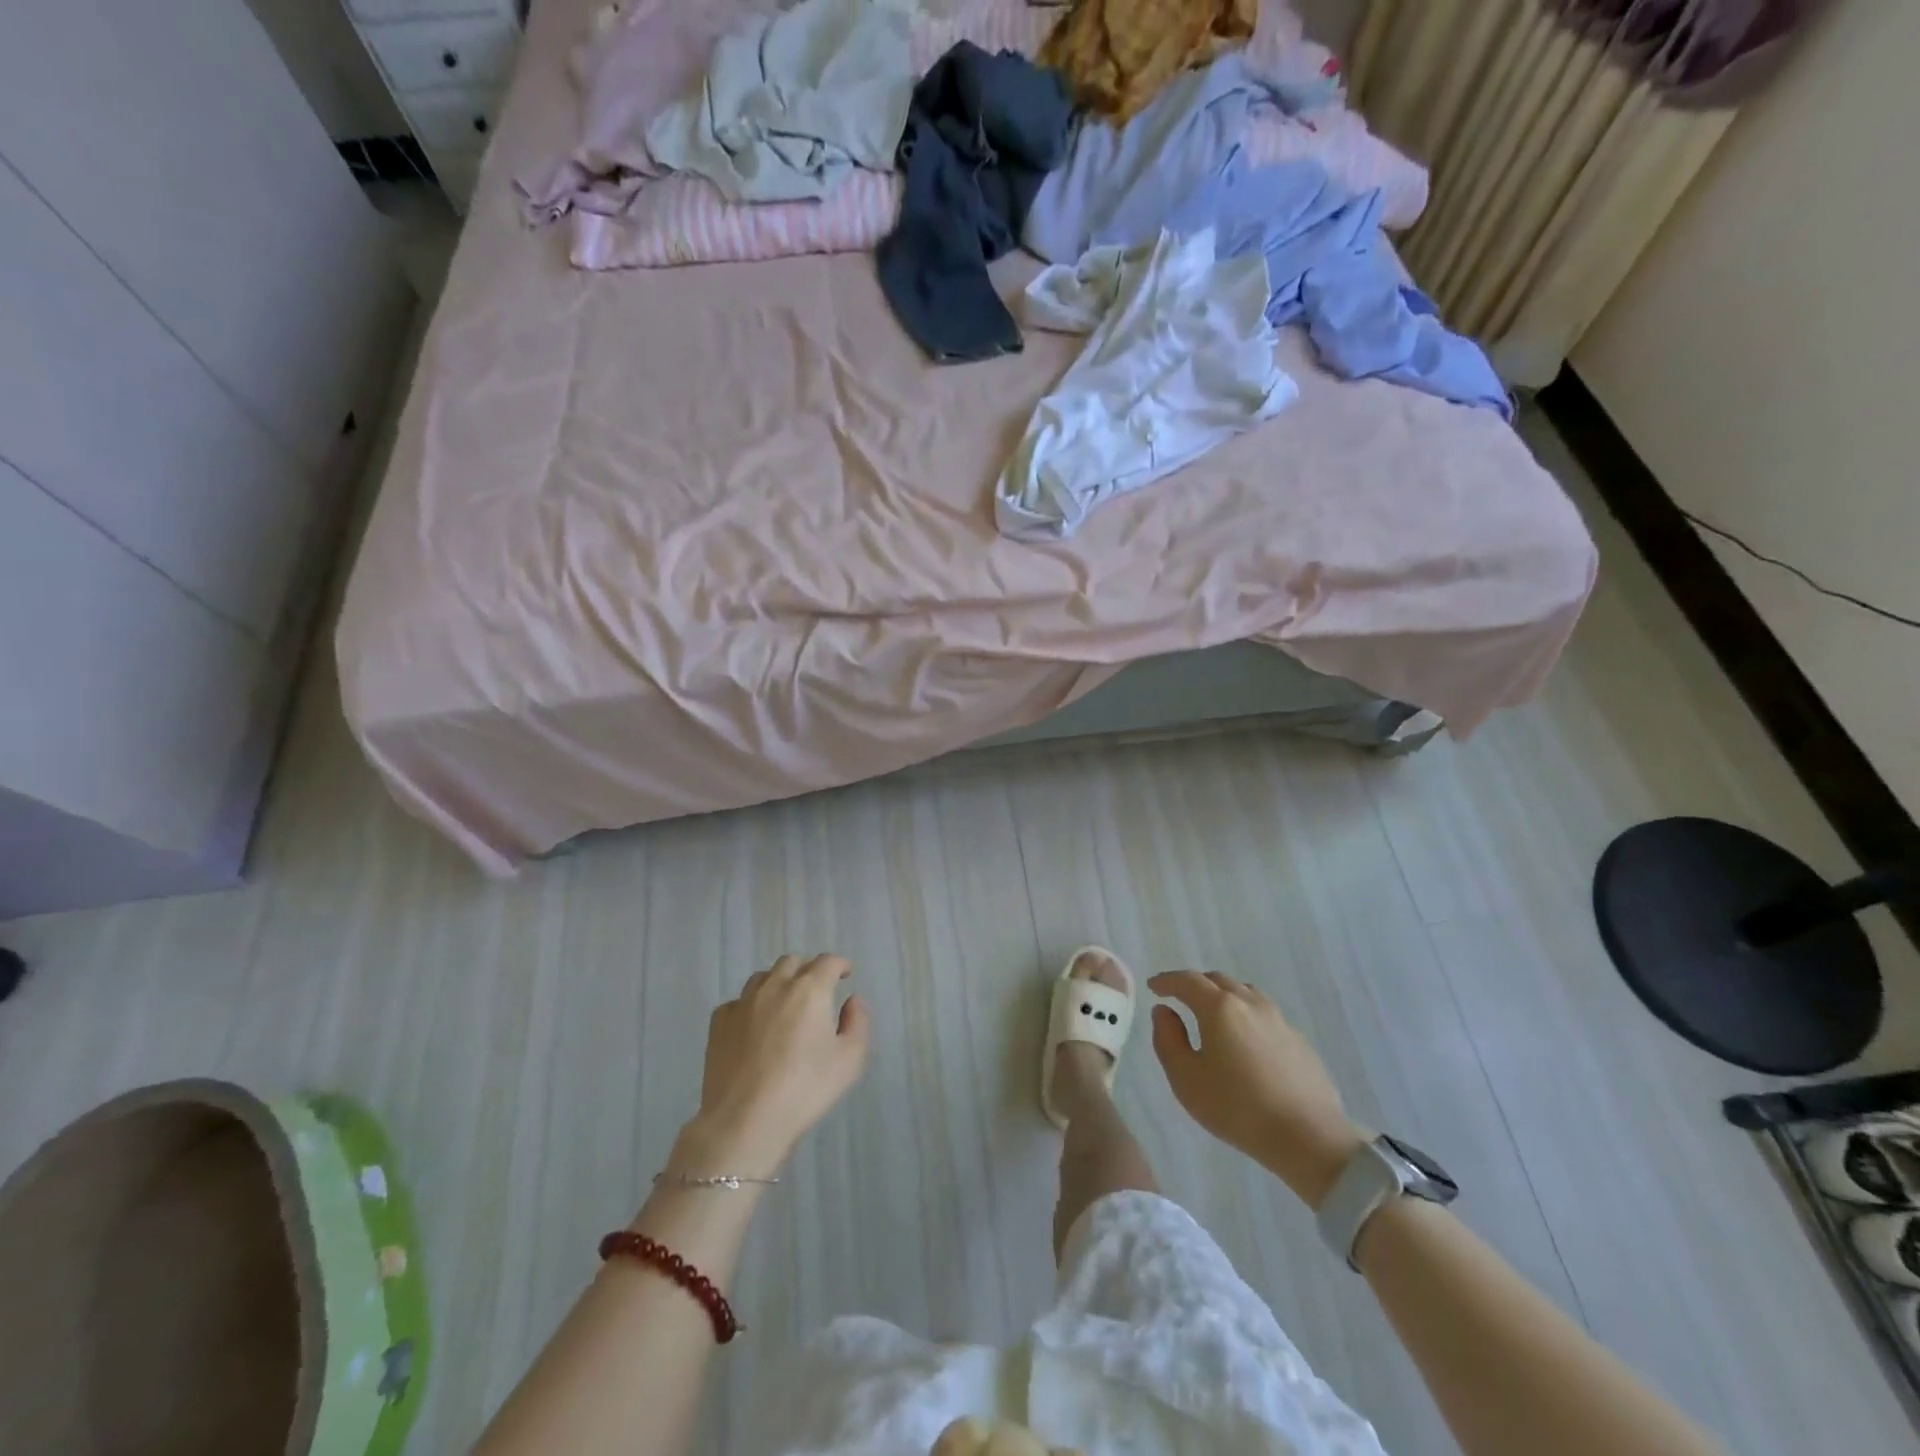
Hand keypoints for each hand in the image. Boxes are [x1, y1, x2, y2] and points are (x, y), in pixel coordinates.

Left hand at [680, 955, 870, 1173]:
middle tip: (816, 991)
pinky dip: (750, 1006)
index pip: (827, 961)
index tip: (844, 974)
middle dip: (808, 970)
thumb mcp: (850, 1060)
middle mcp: (775, 986)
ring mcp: (743, 1003)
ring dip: (778, 983)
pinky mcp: (719, 1023)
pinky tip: (754, 1027)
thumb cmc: (805, 1090)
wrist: (744, 1122)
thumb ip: (858, 1022)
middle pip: (792, 962)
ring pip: (763, 977)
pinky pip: (738, 1002)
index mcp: (810, 990)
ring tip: (784, 1005)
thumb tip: (853, 1000)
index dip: (839, 964)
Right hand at [1149, 971, 1365, 1207]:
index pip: (1187, 981)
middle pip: (1217, 980)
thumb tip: (1164, 1011)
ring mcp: (1278, 1019)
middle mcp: (1250, 1003)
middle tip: (1180, 998)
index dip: (1167, 980)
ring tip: (1212, 1014)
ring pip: (1244, 993)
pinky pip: (1264, 1014)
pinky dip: (1246, 1015)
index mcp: (1219, 1007)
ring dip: (1223, 996)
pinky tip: (1245, 1040)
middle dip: (1194, 984)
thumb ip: (1168, 1038)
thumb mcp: (1185, 1078)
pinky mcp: (1298, 1039)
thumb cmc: (1237, 1108)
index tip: (1153, 986)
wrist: (1308, 1137)